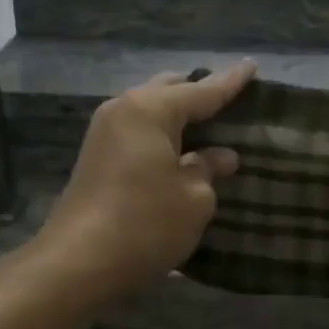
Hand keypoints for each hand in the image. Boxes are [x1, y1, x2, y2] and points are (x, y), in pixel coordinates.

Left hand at [34, 61, 255, 304]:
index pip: (202, 90)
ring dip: (178, 115)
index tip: (252, 65)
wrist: (76, 264)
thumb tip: (221, 156)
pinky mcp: (97, 157)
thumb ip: (208, 169)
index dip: (231, 82)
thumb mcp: (194, 198)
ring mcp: (104, 133)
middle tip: (230, 103)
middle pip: (170, 90)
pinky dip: (162, 133)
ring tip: (210, 127)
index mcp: (150, 109)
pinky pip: (138, 130)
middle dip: (199, 93)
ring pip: (151, 110)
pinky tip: (181, 150)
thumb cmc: (145, 223)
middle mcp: (124, 109)